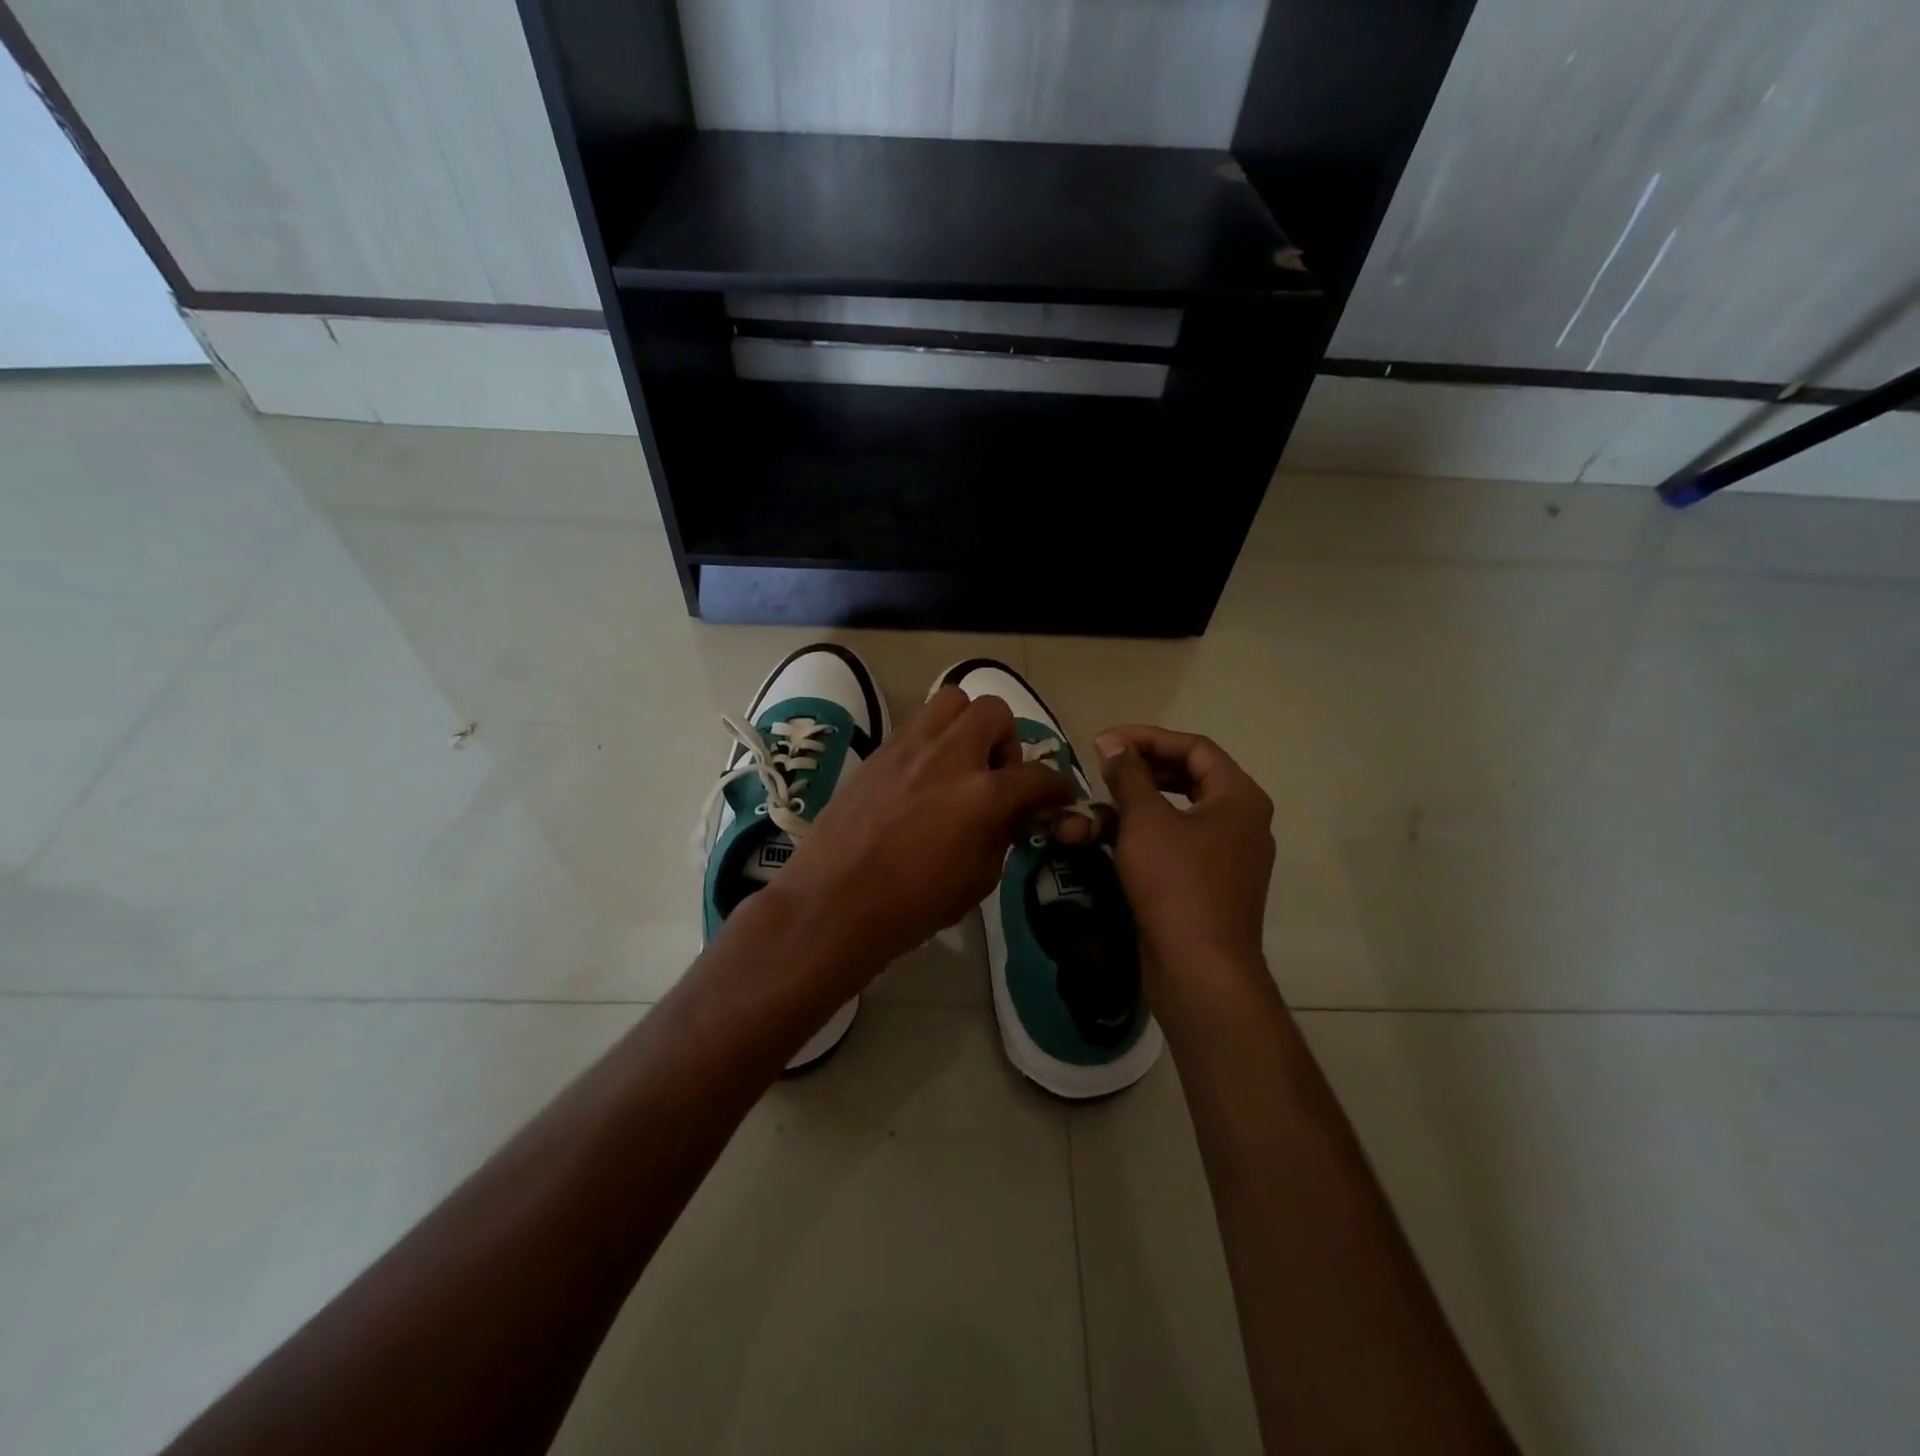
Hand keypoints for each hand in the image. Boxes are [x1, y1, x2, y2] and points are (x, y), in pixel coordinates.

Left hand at [770, 687, 1074, 981]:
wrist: (834, 902)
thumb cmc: (912, 905)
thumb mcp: (979, 879)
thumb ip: (1004, 834)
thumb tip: (1015, 812)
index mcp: (982, 795)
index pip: (1037, 775)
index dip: (1055, 786)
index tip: (1056, 796)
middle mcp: (950, 756)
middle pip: (994, 712)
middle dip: (1007, 740)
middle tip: (997, 775)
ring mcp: (910, 747)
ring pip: (952, 702)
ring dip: (967, 726)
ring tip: (960, 764)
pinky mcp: (879, 750)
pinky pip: (918, 723)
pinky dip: (933, 739)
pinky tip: (924, 776)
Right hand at [1093, 726, 1275, 984]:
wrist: (1199, 968)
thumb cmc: (1176, 883)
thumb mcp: (1145, 820)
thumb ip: (1128, 775)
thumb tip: (1112, 743)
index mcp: (1238, 796)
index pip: (1193, 747)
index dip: (1146, 738)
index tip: (1103, 742)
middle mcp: (1241, 820)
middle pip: (1187, 777)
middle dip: (1139, 771)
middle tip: (1101, 768)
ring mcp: (1227, 855)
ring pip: (1177, 813)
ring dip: (1135, 805)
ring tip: (1096, 806)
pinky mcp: (1208, 883)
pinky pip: (1176, 843)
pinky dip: (1144, 835)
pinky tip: (1109, 838)